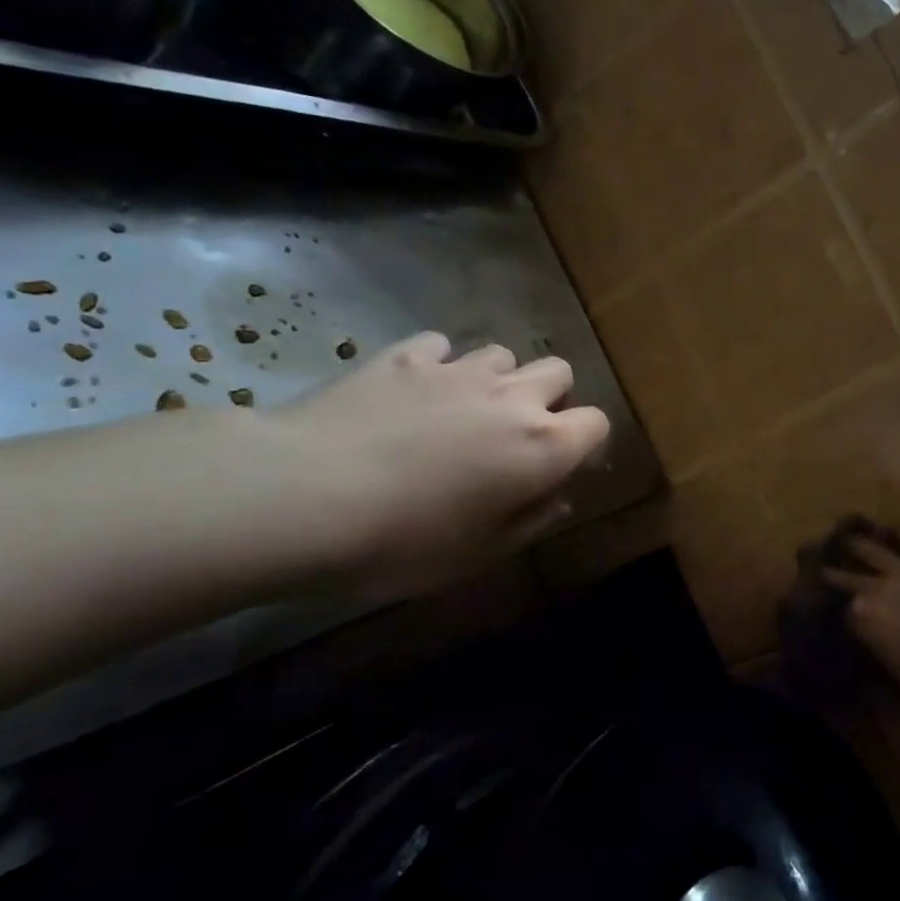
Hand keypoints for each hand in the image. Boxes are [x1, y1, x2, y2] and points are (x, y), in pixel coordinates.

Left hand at [274, 333, 608, 599]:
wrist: (303, 497)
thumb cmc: (404, 542)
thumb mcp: (479, 554)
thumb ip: (531, 521)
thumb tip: (557, 498)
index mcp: (542, 446)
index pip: (597, 422)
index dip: (585, 443)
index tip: (561, 466)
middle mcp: (512, 397)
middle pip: (559, 372)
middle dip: (549, 398)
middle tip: (515, 435)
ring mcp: (458, 370)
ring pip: (503, 355)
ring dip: (497, 380)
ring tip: (464, 411)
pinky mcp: (405, 355)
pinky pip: (442, 346)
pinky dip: (439, 366)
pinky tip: (414, 392)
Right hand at [822, 529, 899, 711]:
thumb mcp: (892, 673)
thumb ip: (876, 649)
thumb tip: (871, 643)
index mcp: (862, 618)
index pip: (842, 611)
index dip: (836, 612)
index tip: (829, 610)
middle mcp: (878, 589)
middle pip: (849, 577)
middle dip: (834, 573)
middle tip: (823, 568)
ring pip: (877, 552)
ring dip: (860, 545)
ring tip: (850, 539)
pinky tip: (896, 530)